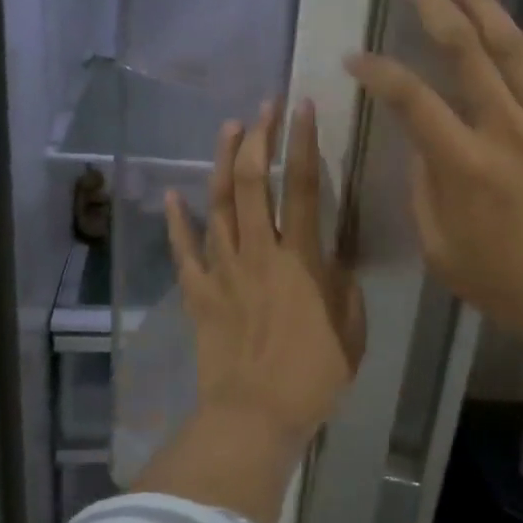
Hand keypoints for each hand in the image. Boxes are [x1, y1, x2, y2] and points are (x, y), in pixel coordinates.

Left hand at [164, 99, 364, 454]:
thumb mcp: (350, 329)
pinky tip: (172, 195)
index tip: (300, 107)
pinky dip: (176, 221)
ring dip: (221, 162)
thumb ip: (344, 285)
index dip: (302, 142)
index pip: (301, 186)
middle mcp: (258, 252)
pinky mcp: (198, 292)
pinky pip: (183, 250)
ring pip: (216, 204)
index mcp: (300, 259)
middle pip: (251, 182)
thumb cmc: (312, 376)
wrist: (254, 416)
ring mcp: (222, 270)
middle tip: (263, 108)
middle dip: (258, 137)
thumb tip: (335, 256)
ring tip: (228, 128)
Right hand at [345, 0, 522, 377]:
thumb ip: (425, 190)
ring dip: (485, 4)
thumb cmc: (508, 284)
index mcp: (464, 165)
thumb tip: (423, 144)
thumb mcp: (442, 250)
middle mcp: (506, 130)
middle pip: (465, 51)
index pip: (411, 100)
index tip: (355, 57)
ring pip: (514, 48)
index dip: (378, 72)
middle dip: (434, 6)